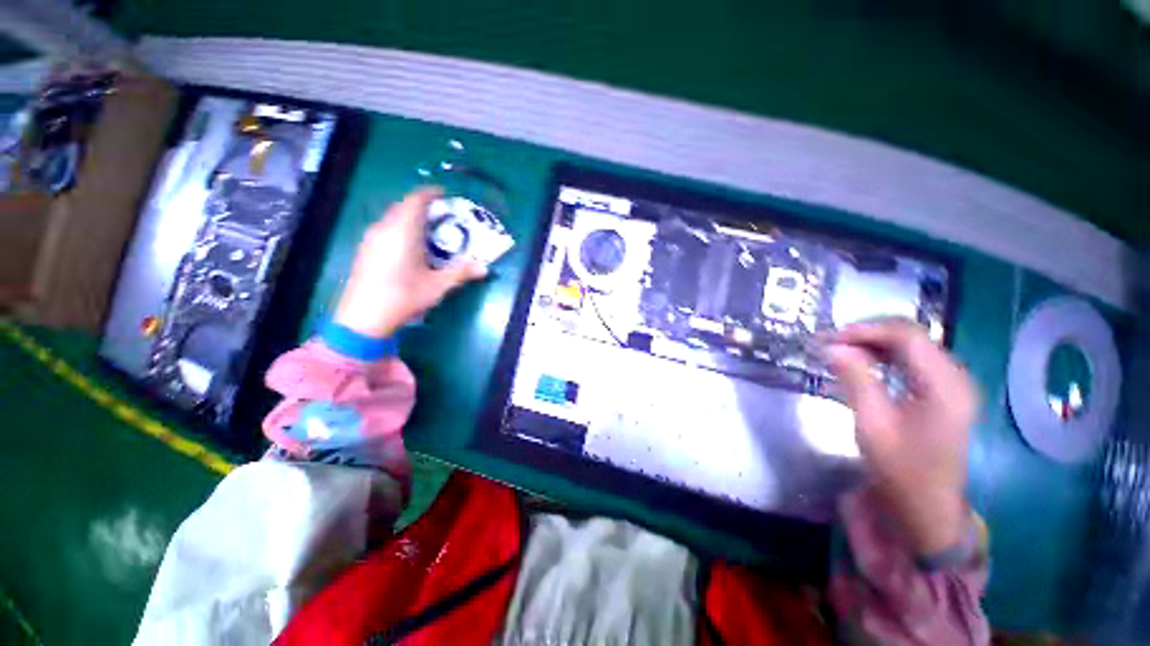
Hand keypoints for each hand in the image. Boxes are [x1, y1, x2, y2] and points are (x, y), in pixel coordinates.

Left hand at [333, 188, 486, 337]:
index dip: (430, 193)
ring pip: (393, 217)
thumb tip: (485, 268)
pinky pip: (385, 228)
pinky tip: (410, 246)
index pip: (415, 200)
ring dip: (411, 217)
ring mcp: (371, 239)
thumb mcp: (438, 286)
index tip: (444, 194)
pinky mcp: (365, 249)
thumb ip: (461, 272)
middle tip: (443, 215)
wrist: (364, 317)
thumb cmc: (404, 296)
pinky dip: (400, 228)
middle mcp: (384, 228)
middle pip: (403, 206)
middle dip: (422, 206)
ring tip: (430, 230)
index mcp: (403, 231)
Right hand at [826, 319, 979, 555]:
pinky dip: (884, 357)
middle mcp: (955, 377)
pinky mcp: (943, 394)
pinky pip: (913, 361)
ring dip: (874, 343)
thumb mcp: (872, 423)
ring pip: (911, 346)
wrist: (926, 508)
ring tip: (840, 351)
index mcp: (945, 384)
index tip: (828, 338)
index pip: (907, 335)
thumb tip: (832, 346)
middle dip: (867, 334)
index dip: (865, 330)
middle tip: (830, 343)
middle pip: (911, 336)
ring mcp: (952, 385)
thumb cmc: (901, 469)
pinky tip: (863, 364)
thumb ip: (855, 379)